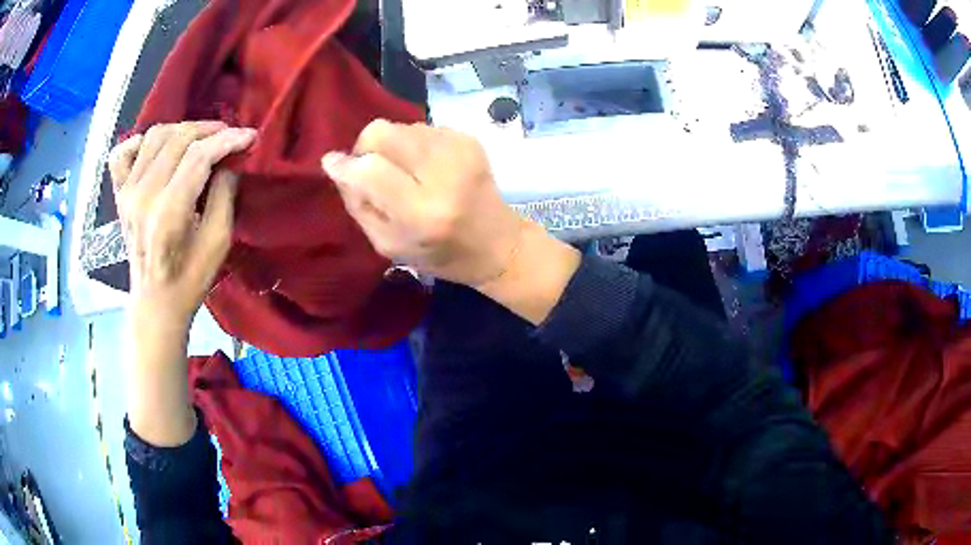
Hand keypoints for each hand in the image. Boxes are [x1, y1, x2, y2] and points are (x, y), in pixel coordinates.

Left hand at [109, 122, 256, 326]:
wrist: (155, 303)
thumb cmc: (190, 278)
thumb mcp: (219, 241)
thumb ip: (224, 193)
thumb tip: (229, 159)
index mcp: (168, 213)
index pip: (199, 156)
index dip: (227, 140)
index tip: (249, 136)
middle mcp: (143, 196)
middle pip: (177, 138)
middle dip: (209, 130)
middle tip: (227, 136)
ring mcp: (127, 193)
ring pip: (155, 136)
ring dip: (182, 130)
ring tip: (199, 139)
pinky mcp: (119, 194)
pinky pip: (123, 152)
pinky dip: (140, 142)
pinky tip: (157, 150)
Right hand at [323, 120, 579, 324]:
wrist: (498, 244)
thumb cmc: (439, 254)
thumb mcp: (388, 245)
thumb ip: (358, 204)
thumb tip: (335, 163)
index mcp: (422, 212)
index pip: (370, 169)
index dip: (346, 165)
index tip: (334, 165)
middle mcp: (443, 173)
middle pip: (381, 132)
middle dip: (366, 149)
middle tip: (373, 171)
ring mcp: (460, 149)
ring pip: (399, 126)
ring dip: (392, 147)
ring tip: (406, 173)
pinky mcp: (469, 138)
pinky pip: (420, 128)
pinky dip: (413, 145)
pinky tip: (427, 168)